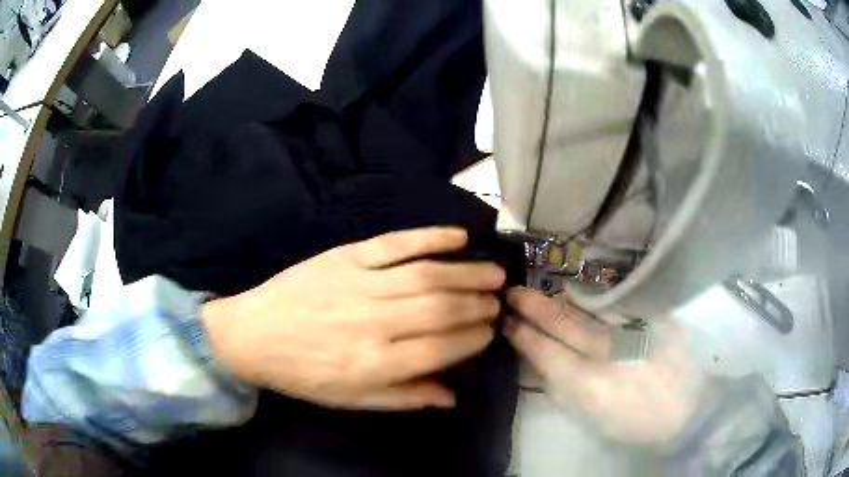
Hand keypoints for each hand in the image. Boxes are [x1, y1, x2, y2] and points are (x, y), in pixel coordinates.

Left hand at [202, 227, 504, 410]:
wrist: (253, 335)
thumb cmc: (303, 374)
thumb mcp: (351, 400)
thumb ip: (404, 397)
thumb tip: (452, 396)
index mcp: (374, 363)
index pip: (442, 349)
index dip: (473, 338)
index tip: (490, 330)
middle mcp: (373, 322)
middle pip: (441, 308)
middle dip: (477, 304)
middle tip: (499, 300)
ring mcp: (360, 283)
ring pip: (427, 274)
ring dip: (467, 272)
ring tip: (494, 273)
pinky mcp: (345, 256)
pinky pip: (395, 243)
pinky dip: (430, 237)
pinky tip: (458, 236)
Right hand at [505, 287, 708, 444]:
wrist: (686, 410)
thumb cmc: (634, 422)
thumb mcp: (593, 417)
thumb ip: (566, 390)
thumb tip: (544, 363)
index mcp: (590, 383)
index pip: (546, 351)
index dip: (524, 335)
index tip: (508, 322)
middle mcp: (609, 350)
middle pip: (564, 323)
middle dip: (535, 307)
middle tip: (513, 293)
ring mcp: (634, 328)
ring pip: (589, 306)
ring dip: (562, 297)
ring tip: (543, 290)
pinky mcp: (655, 317)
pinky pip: (617, 302)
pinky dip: (595, 297)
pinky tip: (583, 292)